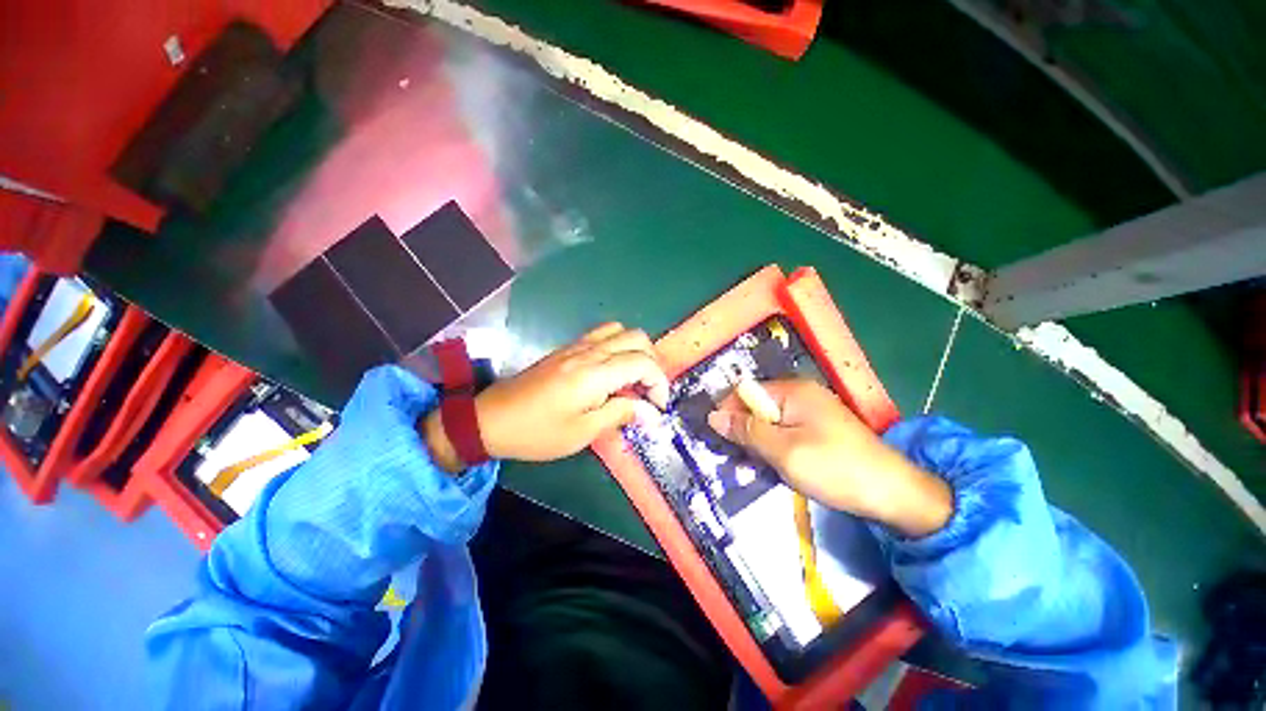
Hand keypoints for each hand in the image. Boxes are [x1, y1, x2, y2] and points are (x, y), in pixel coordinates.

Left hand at [424, 323, 667, 470]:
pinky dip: (617, 346)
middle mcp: (589, 351)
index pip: (643, 362)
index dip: (659, 382)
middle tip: (647, 390)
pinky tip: (610, 371)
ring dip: (634, 351)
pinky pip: (602, 334)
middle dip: (652, 362)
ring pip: (620, 330)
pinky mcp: (567, 348)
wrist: (492, 419)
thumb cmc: (538, 432)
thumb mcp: (582, 432)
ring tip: (632, 378)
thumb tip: (649, 412)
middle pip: (637, 338)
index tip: (657, 406)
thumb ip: (619, 414)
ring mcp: (576, 346)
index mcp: (595, 373)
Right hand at [707, 379, 952, 537]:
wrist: (894, 495)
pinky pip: (786, 433)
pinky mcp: (821, 430)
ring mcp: (813, 412)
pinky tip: (779, 467)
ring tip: (760, 468)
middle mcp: (802, 395)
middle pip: (757, 407)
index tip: (719, 439)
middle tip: (741, 460)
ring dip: (760, 444)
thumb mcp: (783, 451)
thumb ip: (746, 431)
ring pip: (770, 423)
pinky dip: (777, 448)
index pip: (746, 392)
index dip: (729, 413)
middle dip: (745, 431)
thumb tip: (713, 416)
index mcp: (793, 391)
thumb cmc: (834, 468)